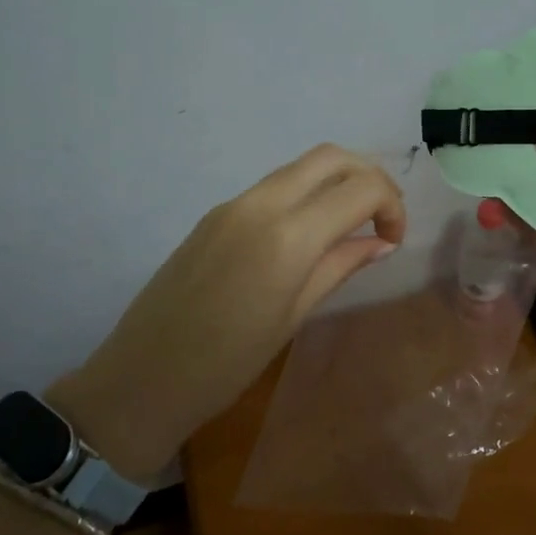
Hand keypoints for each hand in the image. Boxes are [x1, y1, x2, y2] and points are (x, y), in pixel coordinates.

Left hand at [46, 145, 406, 476]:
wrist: (142, 377)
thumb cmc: (227, 364)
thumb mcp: (293, 316)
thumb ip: (340, 266)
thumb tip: (381, 242)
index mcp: (287, 236)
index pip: (360, 188)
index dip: (391, 205)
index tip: (393, 241)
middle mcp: (261, 204)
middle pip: (331, 157)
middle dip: (368, 177)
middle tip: (380, 219)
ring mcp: (233, 204)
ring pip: (300, 167)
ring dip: (335, 182)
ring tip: (350, 225)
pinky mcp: (215, 213)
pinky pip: (272, 187)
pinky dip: (304, 194)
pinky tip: (308, 234)